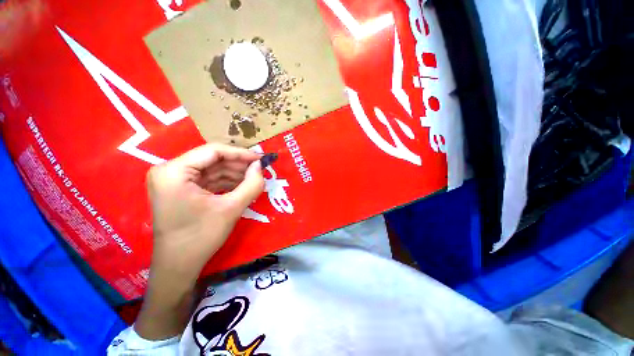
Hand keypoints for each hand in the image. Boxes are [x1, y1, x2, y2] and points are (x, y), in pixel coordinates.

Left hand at [147, 143, 263, 283]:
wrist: (178, 266)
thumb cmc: (201, 237)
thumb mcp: (231, 208)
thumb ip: (251, 184)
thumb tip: (260, 166)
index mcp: (174, 171)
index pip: (213, 151)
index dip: (240, 153)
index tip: (260, 159)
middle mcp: (169, 170)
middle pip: (212, 159)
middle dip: (238, 165)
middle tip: (260, 170)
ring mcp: (173, 180)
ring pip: (212, 168)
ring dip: (234, 173)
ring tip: (254, 178)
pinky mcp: (180, 189)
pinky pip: (208, 179)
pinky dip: (226, 182)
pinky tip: (242, 186)